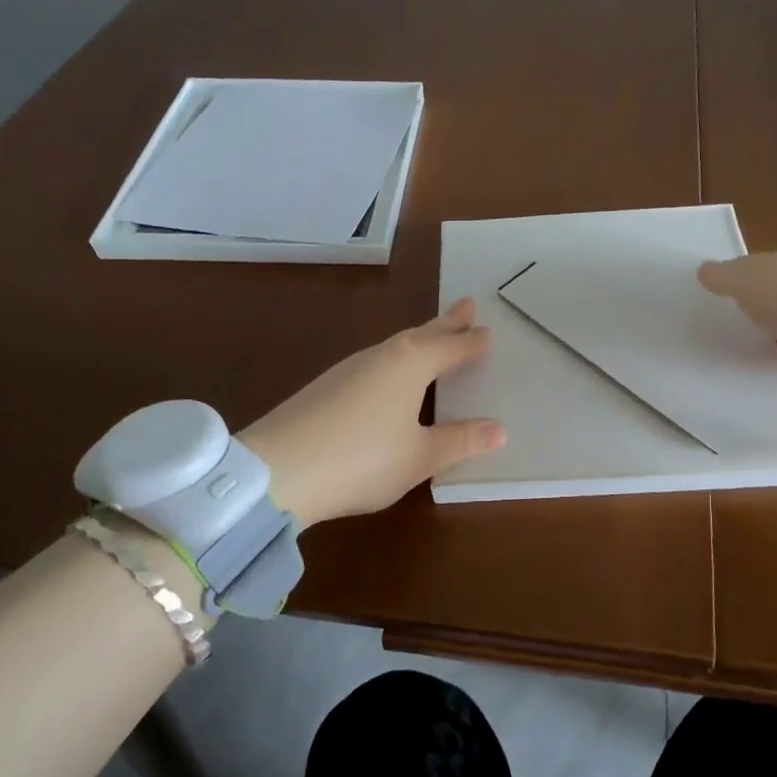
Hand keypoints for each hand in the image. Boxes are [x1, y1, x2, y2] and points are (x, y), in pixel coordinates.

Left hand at [237, 298, 505, 529]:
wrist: (276, 471)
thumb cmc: (362, 459)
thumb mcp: (421, 456)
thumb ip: (460, 441)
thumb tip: (499, 429)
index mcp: (411, 363)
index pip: (451, 346)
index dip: (472, 342)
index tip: (489, 331)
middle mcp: (382, 355)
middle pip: (422, 334)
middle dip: (446, 323)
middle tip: (467, 306)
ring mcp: (350, 368)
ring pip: (397, 346)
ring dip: (421, 339)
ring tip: (434, 337)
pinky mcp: (327, 386)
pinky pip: (377, 362)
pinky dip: (397, 360)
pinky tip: (390, 376)